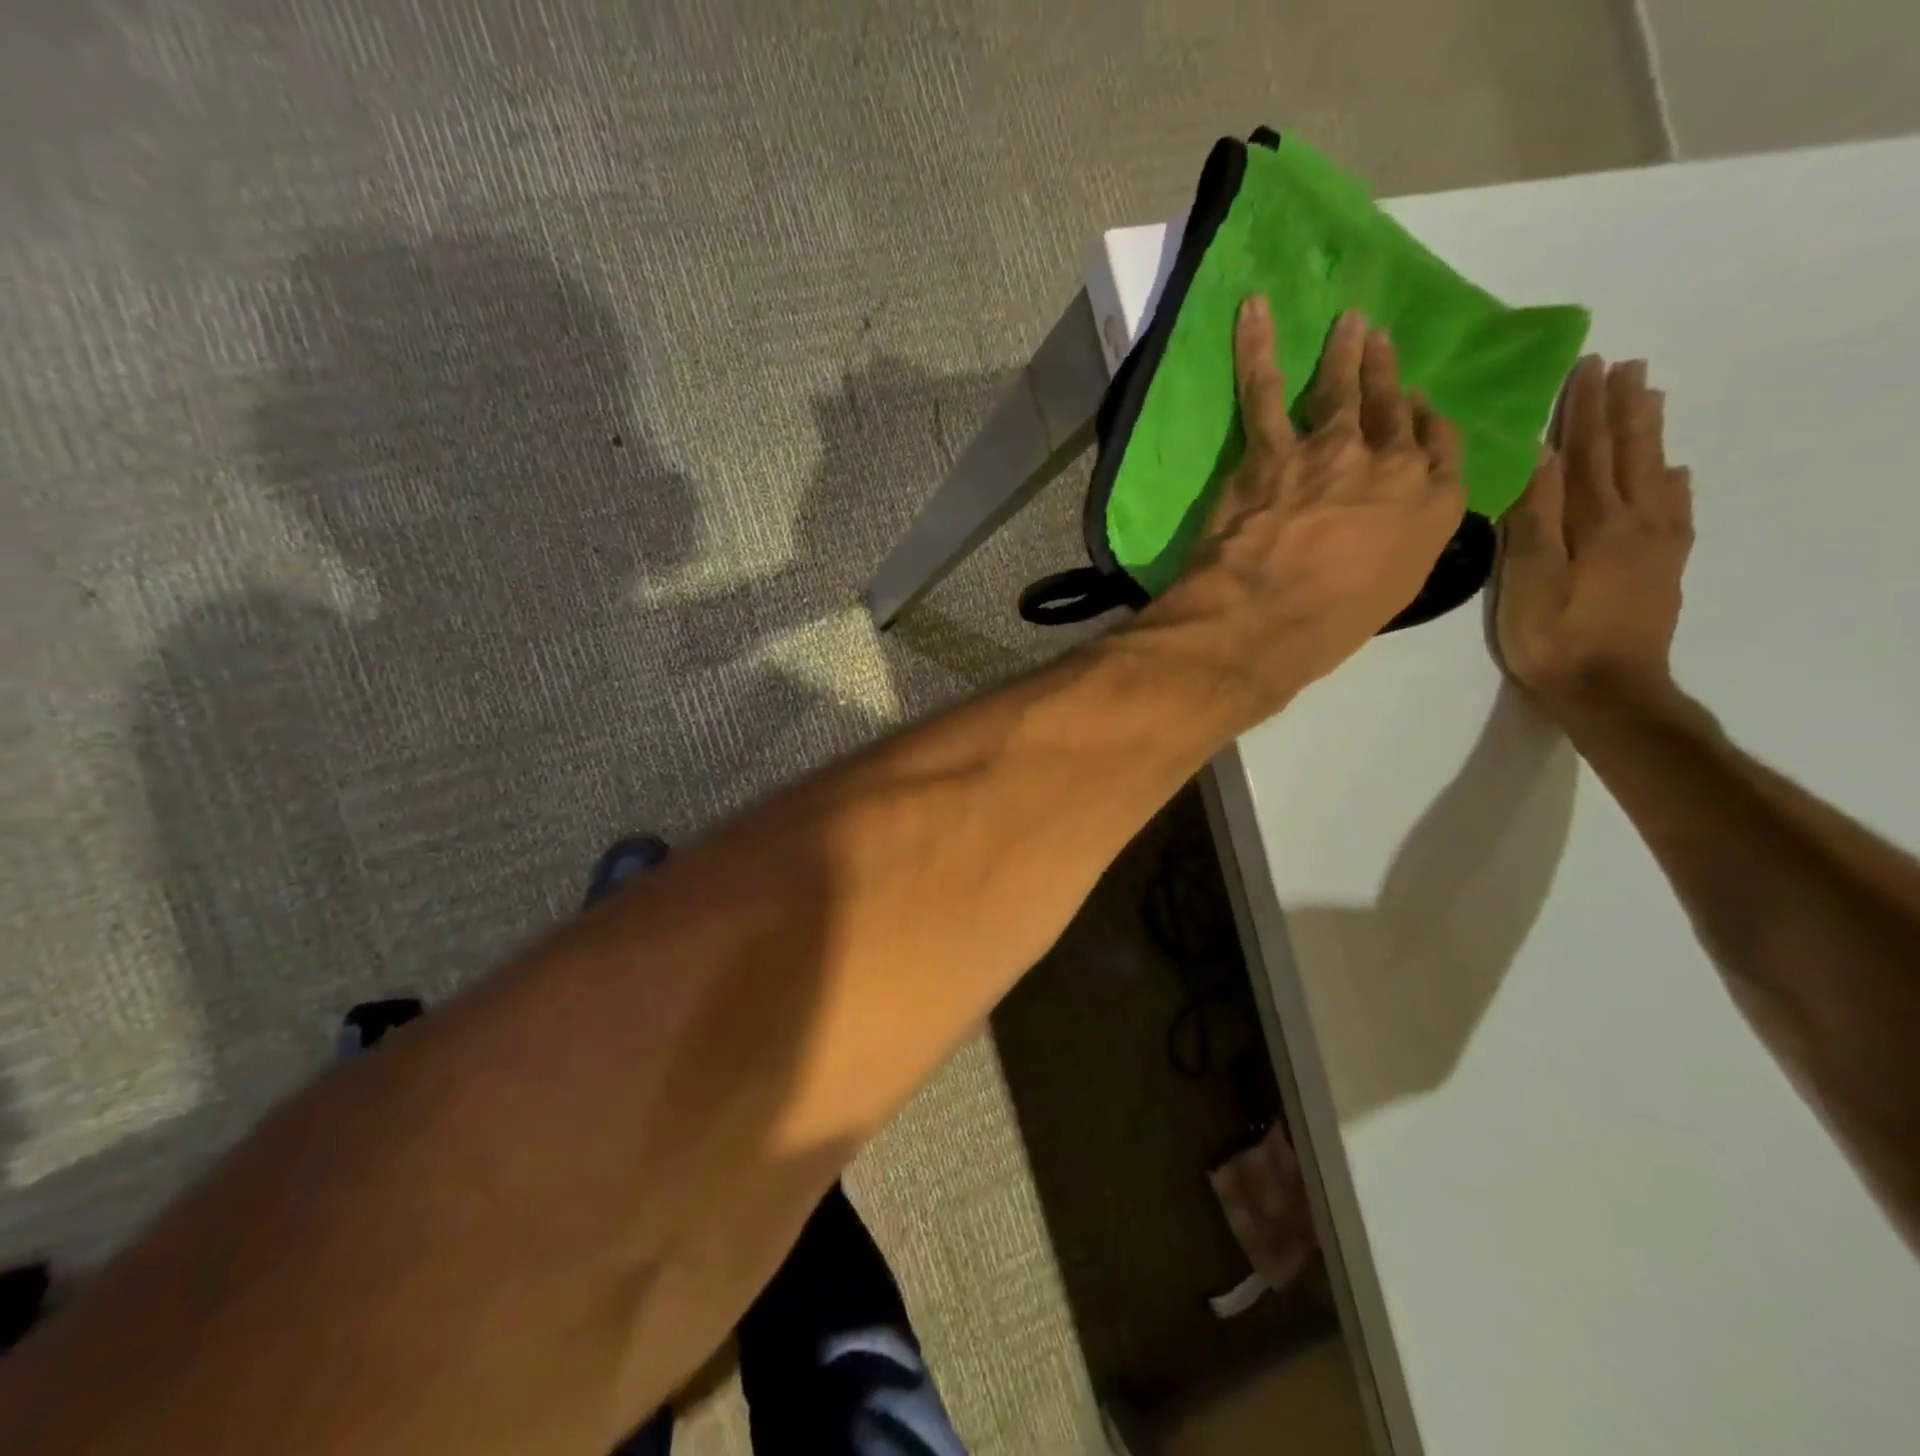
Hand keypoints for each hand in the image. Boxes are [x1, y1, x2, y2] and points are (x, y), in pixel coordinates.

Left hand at [1143, 297, 1464, 715]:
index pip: (1441, 452)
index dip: (1429, 425)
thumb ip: (1394, 550)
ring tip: (1349, 324)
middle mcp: (1390, 468)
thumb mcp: (1388, 596)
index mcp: (1431, 509)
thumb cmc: (1328, 627)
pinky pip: (1263, 391)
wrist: (1264, 620)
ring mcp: (1330, 452)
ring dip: (1344, 355)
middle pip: (1393, 412)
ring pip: (1340, 392)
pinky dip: (1256, 349)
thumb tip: (1381, 535)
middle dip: (1389, 377)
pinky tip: (1254, 312)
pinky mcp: (1271, 452)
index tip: (1421, 408)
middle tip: (1382, 344)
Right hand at [1494, 356, 1692, 712]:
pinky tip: (1672, 470)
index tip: (1586, 368)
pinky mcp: (1664, 566)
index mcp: (1595, 522)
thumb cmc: (1552, 636)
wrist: (1608, 688)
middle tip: (1625, 366)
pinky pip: (1675, 510)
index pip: (1585, 454)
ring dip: (1649, 433)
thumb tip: (1543, 459)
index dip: (1583, 412)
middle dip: (1621, 409)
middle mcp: (1634, 521)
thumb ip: (1536, 519)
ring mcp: (1656, 543)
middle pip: (1626, 454)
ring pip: (1653, 473)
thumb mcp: (1528, 578)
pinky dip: (1672, 481)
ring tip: (1650, 397)